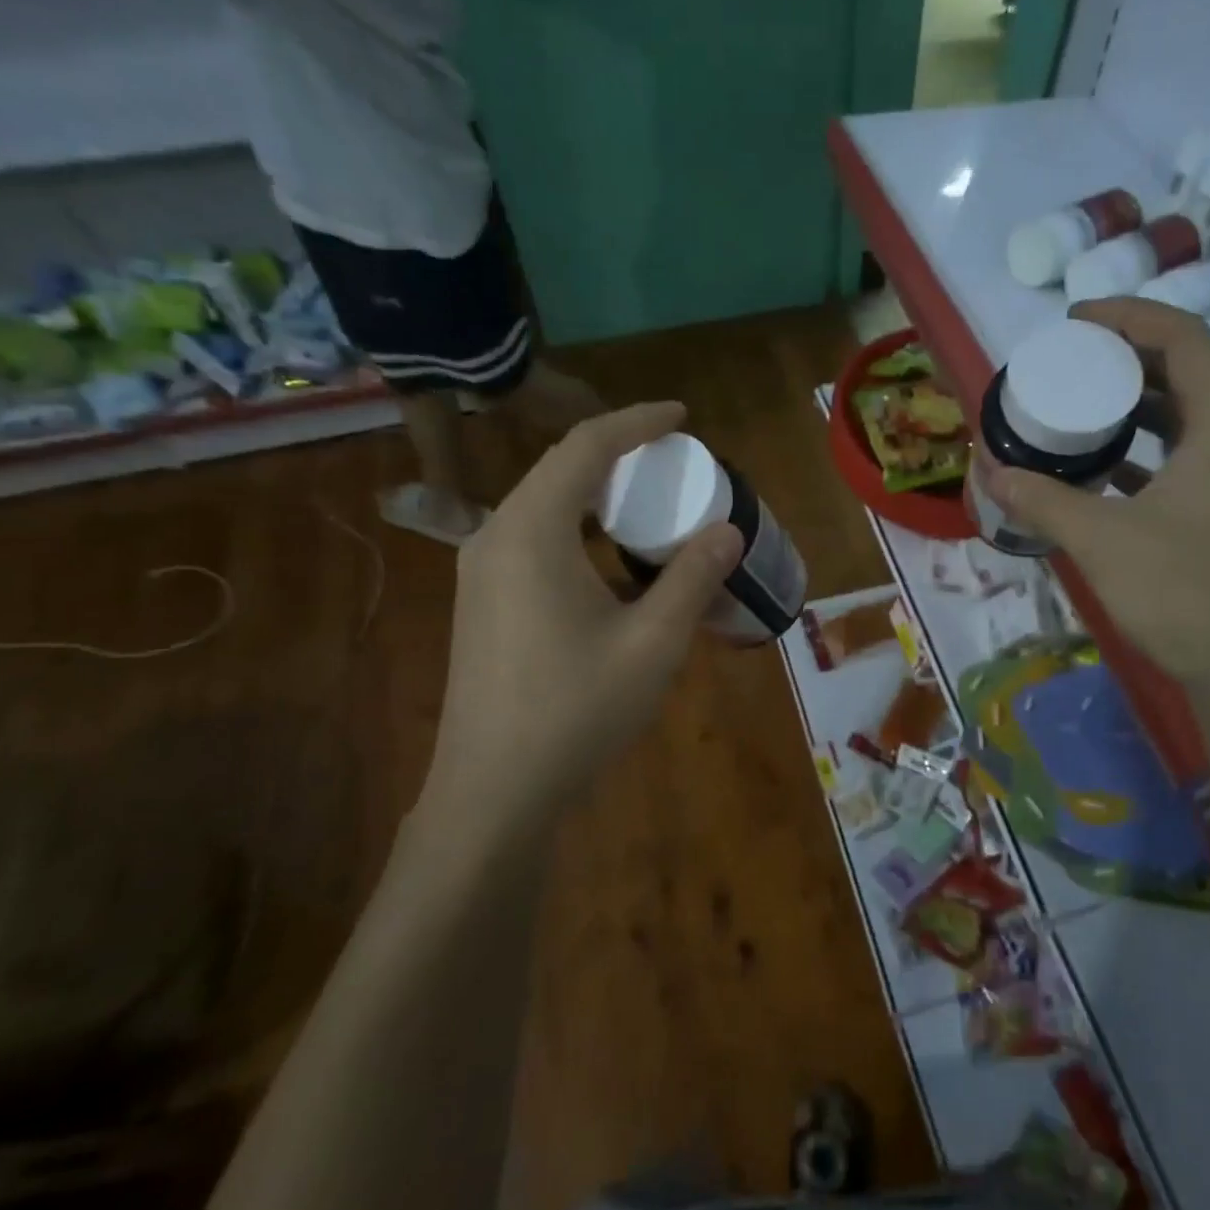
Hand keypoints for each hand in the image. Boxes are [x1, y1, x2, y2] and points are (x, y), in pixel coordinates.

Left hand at [420, 402, 740, 835]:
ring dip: (596, 495)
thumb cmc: (577, 709)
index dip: (636, 421)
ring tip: (648, 506)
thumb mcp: (653, 642)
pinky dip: (578, 532)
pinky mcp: (482, 605)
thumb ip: (693, 577)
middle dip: (618, 456)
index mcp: (532, 531)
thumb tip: (728, 531)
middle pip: (559, 470)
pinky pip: (533, 542)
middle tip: (672, 462)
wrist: (493, 793)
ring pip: (544, 507)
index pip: (585, 446)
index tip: (681, 416)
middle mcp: (495, 538)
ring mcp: (481, 574)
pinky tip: (611, 564)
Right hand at [990, 299, 1209, 692]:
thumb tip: (989, 470)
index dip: (1126, 317)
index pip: (1181, 337)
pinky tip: (1095, 462)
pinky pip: (1178, 451)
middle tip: (1066, 360)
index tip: (1073, 321)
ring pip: (1181, 412)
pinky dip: (1138, 445)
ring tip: (1074, 402)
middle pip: (1183, 367)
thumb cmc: (1183, 592)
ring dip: (1129, 401)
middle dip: (1122, 356)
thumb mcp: (1100, 539)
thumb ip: (1042, 499)